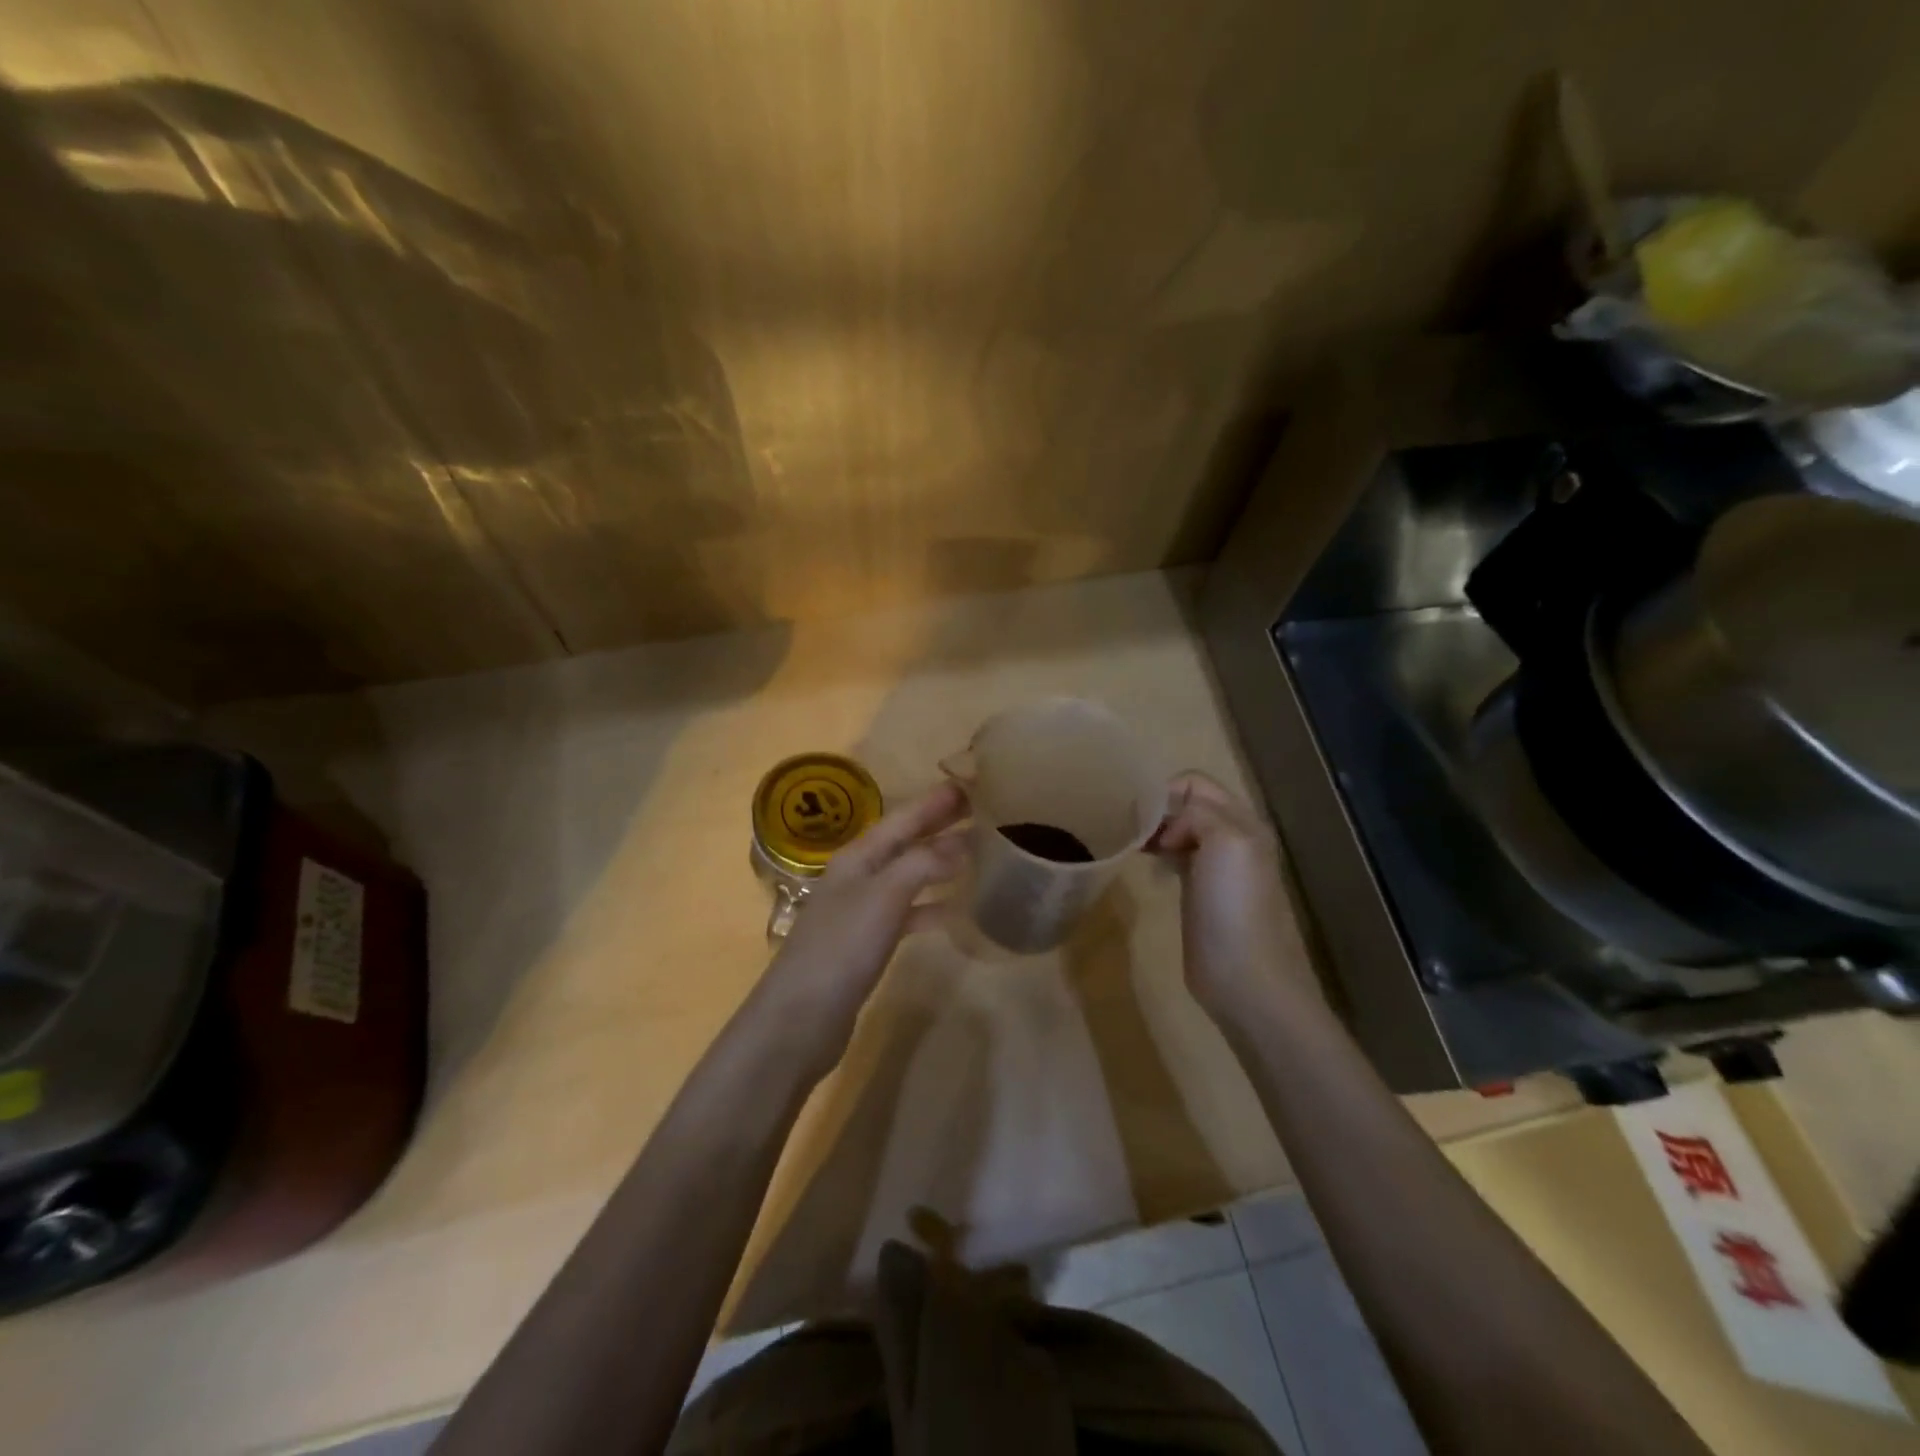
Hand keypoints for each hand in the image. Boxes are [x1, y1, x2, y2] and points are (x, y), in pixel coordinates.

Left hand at [756, 782, 966, 1067]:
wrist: (799, 1019)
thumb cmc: (841, 948)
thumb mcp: (884, 896)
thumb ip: (923, 863)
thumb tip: (962, 839)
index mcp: (858, 857)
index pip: (902, 818)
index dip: (935, 802)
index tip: (970, 784)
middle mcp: (858, 876)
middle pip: (904, 842)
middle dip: (938, 825)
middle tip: (980, 810)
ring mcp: (862, 910)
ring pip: (908, 875)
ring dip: (938, 862)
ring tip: (976, 853)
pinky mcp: (868, 943)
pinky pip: (907, 912)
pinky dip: (931, 906)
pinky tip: (955, 910)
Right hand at [1150, 772, 1317, 1018]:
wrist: (1244, 976)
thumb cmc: (1234, 906)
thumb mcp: (1225, 842)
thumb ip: (1197, 815)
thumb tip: (1168, 830)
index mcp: (1241, 821)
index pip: (1196, 783)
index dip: (1166, 791)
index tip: (1138, 813)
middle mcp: (1231, 837)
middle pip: (1187, 804)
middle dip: (1157, 808)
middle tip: (1126, 825)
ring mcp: (1215, 866)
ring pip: (1179, 829)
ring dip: (1154, 830)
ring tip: (1130, 842)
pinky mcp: (1198, 891)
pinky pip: (1175, 855)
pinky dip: (1157, 852)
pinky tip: (1144, 864)